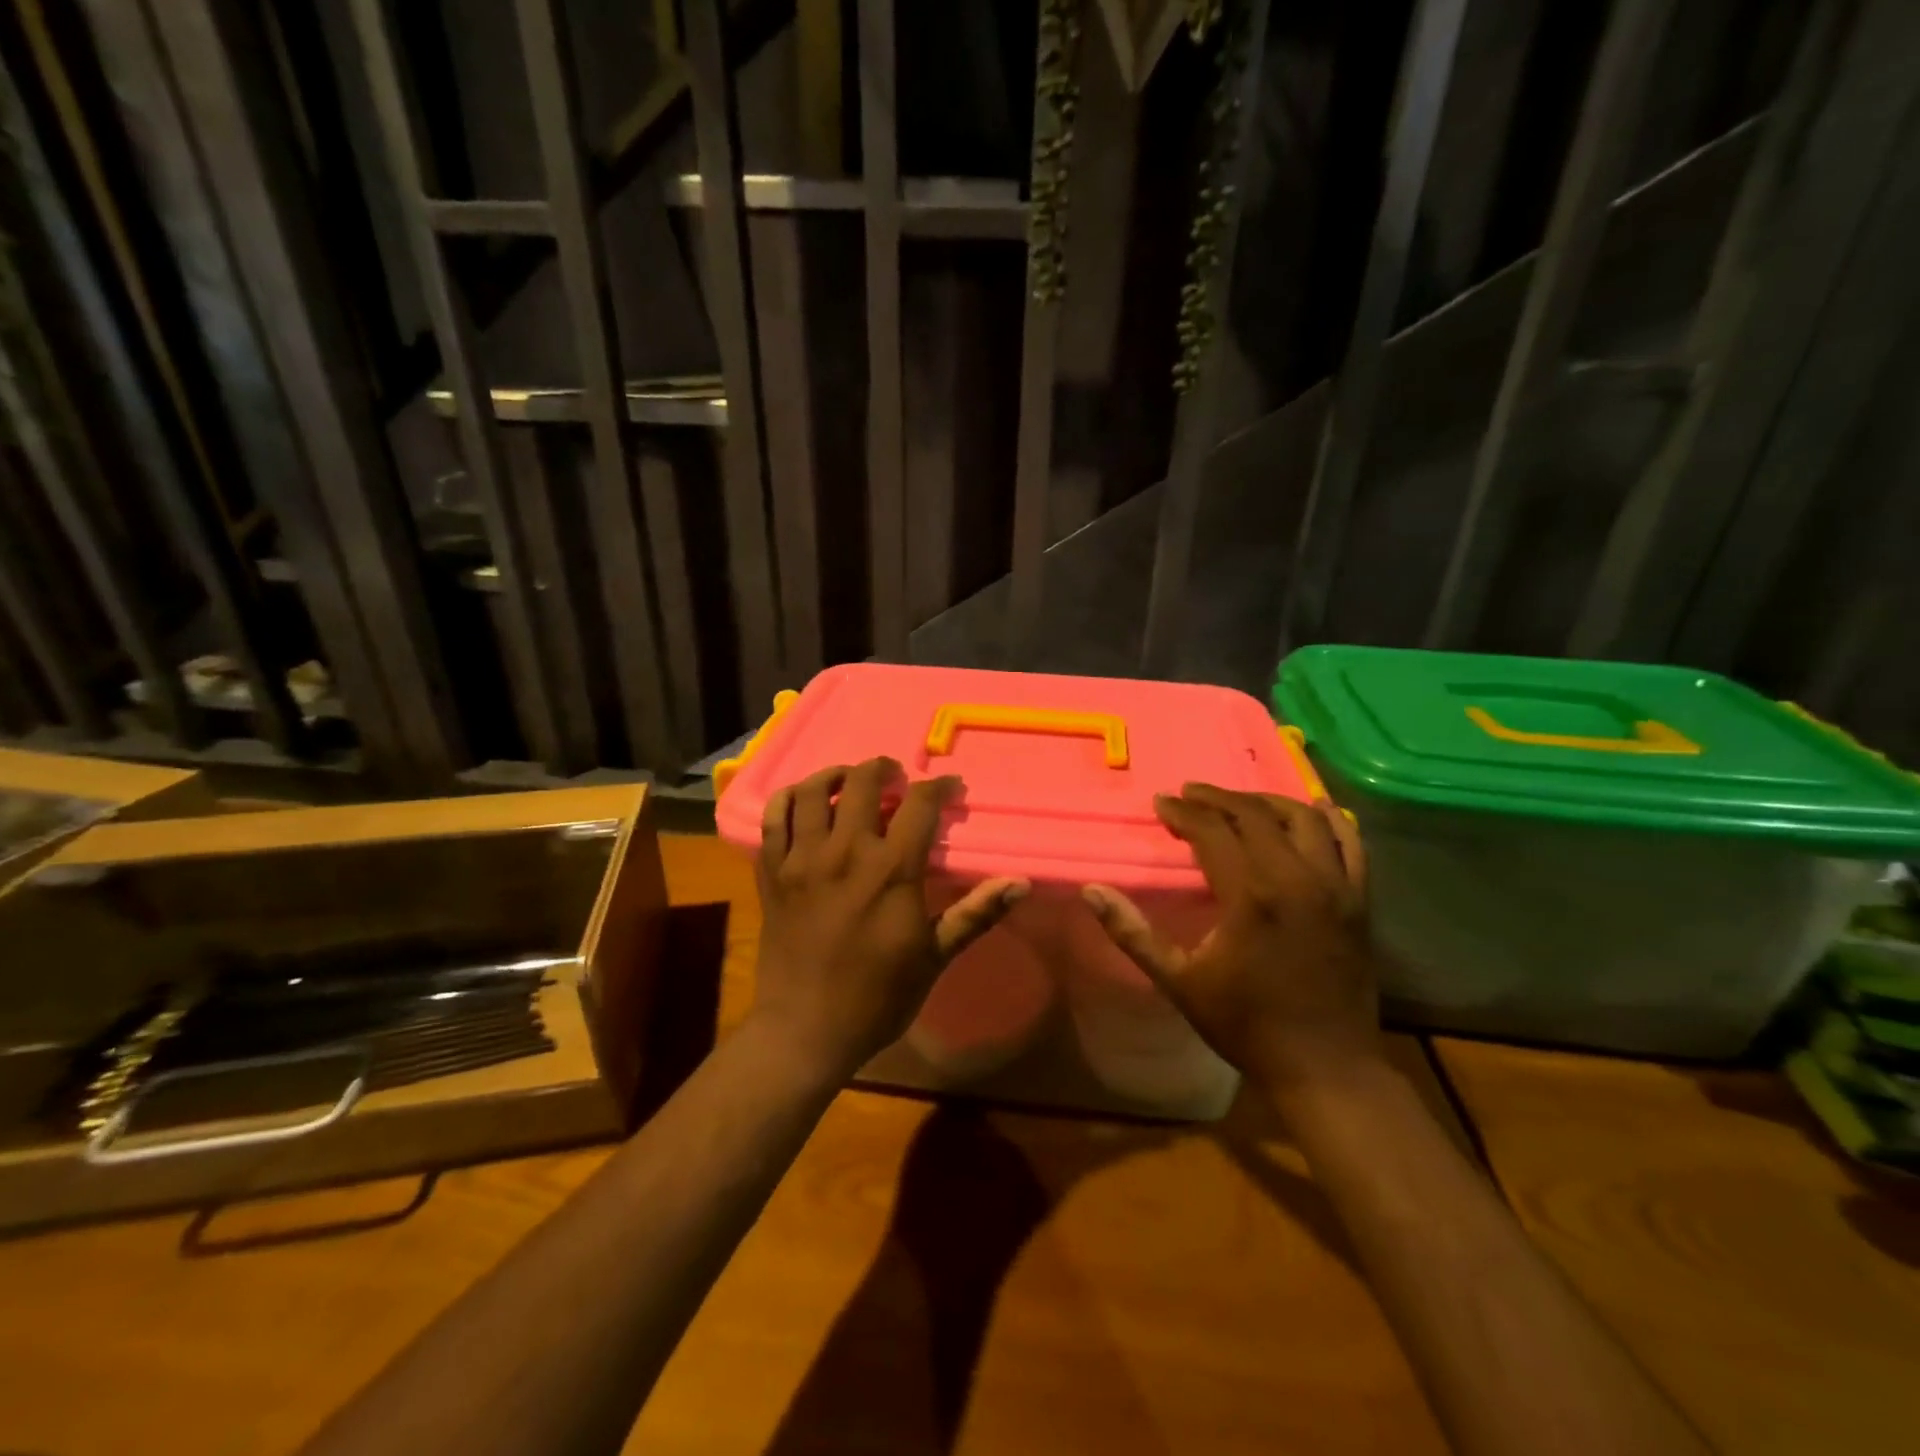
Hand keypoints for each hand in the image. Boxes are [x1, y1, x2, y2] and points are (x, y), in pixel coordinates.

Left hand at [752, 758, 1028, 1082]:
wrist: (806, 1030)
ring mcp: (801, 859)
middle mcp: (844, 852)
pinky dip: (788, 798)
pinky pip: (773, 818)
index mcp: (890, 870)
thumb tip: (1020, 883)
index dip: (939, 787)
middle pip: (862, 782)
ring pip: (813, 791)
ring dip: (836, 775)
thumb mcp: (934, 957)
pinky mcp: (772, 872)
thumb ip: (974, 913)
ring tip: (850, 780)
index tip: (950, 788)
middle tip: (897, 778)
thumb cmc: (877, 997)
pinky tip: (804, 800)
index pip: (919, 804)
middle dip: (885, 770)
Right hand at [1082, 785, 1379, 1100]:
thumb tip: (1090, 890)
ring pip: (1304, 819)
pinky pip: (1352, 845)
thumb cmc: (1246, 1024)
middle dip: (1218, 798)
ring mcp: (1336, 887)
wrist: (1325, 1067)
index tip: (1162, 803)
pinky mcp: (1359, 901)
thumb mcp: (1179, 982)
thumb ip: (1132, 933)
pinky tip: (1315, 808)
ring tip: (1239, 801)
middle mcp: (1296, 878)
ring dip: (1267, 802)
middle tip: (1190, 793)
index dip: (1184, 812)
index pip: (1213, 831)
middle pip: (1255, 815)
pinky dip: (1332, 820)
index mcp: (1250, 895)